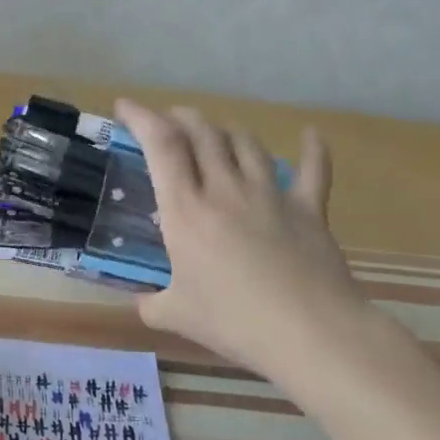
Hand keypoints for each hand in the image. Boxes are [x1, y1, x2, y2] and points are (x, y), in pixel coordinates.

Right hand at [115, 100, 365, 372]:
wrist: (310, 333)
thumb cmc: (234, 321)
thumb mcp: (176, 315)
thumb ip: (151, 304)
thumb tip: (143, 304)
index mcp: (185, 210)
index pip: (160, 145)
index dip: (141, 117)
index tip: (124, 106)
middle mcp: (225, 189)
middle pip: (203, 133)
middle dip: (181, 117)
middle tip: (168, 122)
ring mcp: (270, 195)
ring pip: (246, 143)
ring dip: (226, 130)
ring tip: (215, 134)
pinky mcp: (309, 209)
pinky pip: (314, 169)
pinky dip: (313, 149)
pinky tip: (311, 134)